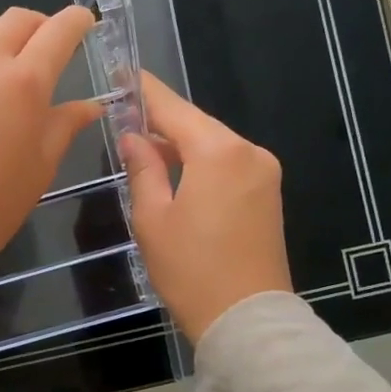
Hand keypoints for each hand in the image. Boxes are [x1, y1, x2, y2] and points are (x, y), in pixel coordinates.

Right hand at [120, 73, 291, 341]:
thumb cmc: (191, 269)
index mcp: (218, 152)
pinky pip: (228, 166)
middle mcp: (249, 152)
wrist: (247, 319)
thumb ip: (142, 169)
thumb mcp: (152, 218)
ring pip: (213, 146)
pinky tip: (176, 175)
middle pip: (196, 125)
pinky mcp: (269, 194)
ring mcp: (264, 173)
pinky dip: (200, 164)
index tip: (122, 73)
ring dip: (179, 146)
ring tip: (143, 152)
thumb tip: (132, 136)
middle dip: (161, 122)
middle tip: (125, 120)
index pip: (174, 109)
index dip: (145, 91)